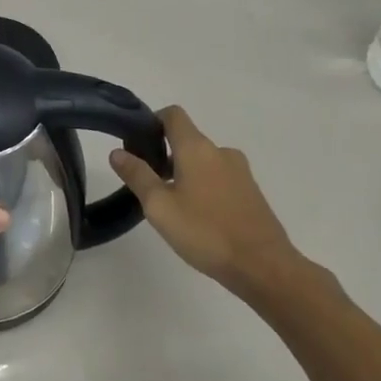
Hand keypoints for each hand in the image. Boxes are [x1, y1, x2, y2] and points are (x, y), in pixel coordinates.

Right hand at [109, 106, 302, 294]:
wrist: (263, 265)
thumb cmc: (205, 232)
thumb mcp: (160, 206)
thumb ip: (137, 176)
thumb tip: (117, 152)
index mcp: (197, 148)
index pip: (173, 115)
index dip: (152, 121)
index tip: (137, 144)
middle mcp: (220, 152)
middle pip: (187, 139)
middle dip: (164, 154)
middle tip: (147, 183)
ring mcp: (240, 171)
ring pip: (203, 161)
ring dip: (184, 173)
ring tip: (171, 205)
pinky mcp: (250, 192)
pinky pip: (219, 178)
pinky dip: (203, 186)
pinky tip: (197, 217)